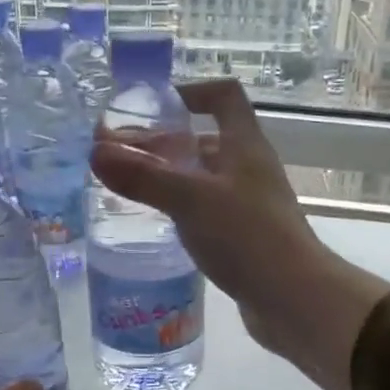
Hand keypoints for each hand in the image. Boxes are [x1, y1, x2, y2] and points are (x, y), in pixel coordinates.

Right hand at [89, 79, 389, 389]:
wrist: (294, 298)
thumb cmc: (247, 237)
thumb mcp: (191, 200)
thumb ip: (144, 177)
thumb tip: (95, 152)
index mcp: (244, 146)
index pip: (224, 97)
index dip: (192, 91)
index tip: (154, 106)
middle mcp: (249, 169)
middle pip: (205, 141)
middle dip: (162, 143)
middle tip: (118, 156)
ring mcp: (249, 204)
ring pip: (204, 179)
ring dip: (170, 177)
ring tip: (128, 188)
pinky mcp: (245, 237)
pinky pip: (208, 211)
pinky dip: (182, 209)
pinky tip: (158, 223)